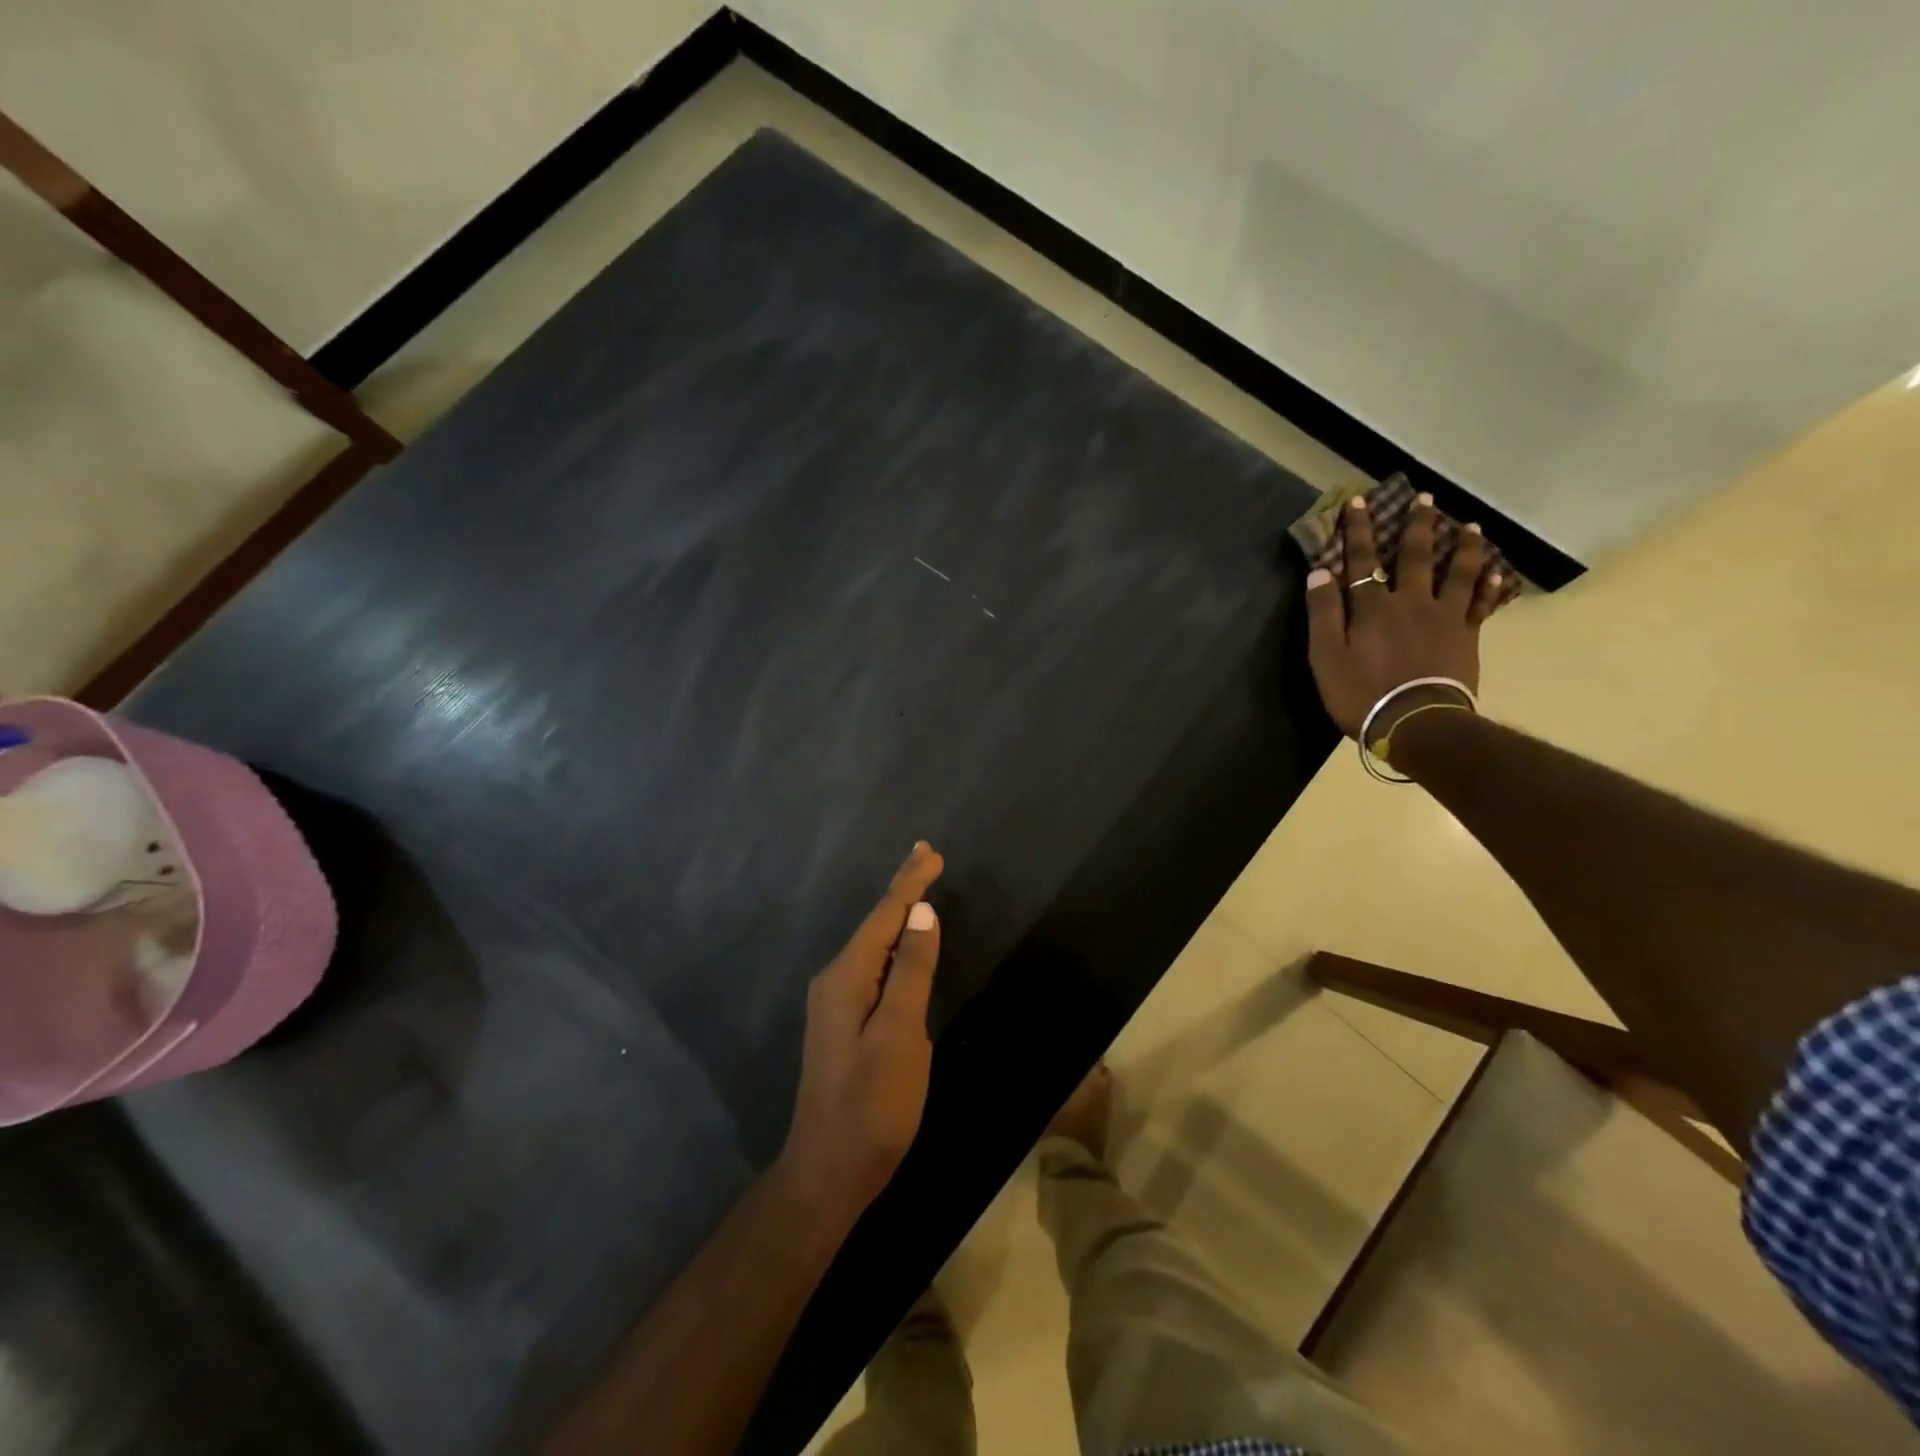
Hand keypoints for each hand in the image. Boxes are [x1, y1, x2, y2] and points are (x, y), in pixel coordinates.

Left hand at [777, 841, 945, 1219]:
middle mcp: (835, 980)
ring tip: (920, 889)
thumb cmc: (872, 1105)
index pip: (884, 915)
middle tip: (928, 858)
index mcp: (847, 977)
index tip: (930, 852)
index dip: (909, 882)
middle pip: (876, 924)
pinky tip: (904, 943)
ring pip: (873, 944)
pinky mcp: (843, 1021)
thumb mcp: (901, 1036)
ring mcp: (836, 1002)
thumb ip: (912, 971)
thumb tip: (922, 912)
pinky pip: (873, 966)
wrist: (828, 1170)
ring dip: (898, 914)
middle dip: (903, 890)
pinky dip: (894, 944)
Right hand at [1305, 493, 1503, 738]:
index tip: (1359, 502)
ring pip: (1458, 572)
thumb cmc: (1361, 694)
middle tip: (1425, 498)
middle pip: (1417, 556)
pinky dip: (1490, 585)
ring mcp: (1444, 617)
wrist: (1416, 722)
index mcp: (1373, 607)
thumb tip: (1319, 573)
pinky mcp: (1467, 636)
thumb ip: (1323, 614)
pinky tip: (1497, 571)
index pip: (1362, 560)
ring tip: (1470, 525)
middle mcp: (1411, 602)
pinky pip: (1482, 604)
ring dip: (1464, 546)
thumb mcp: (1326, 657)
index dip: (1359, 531)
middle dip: (1418, 525)